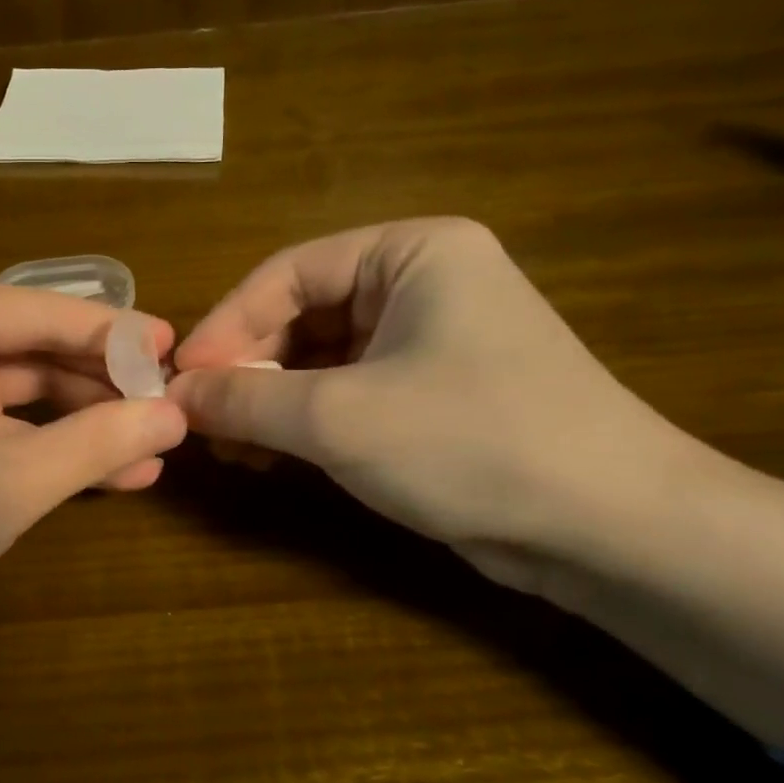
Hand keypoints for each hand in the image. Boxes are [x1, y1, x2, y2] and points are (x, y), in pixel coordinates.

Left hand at [0, 282, 184, 779]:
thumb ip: (97, 443)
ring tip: (155, 445)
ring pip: (19, 389)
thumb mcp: (9, 485)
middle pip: (29, 348)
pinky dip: (45, 443)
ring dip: (82, 420)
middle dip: (100, 383)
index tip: (177, 348)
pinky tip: (111, 468)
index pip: (35, 313)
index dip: (111, 333)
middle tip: (171, 405)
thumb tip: (177, 416)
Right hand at [167, 218, 685, 589]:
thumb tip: (173, 395)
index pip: (288, 273)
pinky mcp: (430, 396)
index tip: (180, 377)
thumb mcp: (339, 418)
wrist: (610, 529)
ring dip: (268, 401)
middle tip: (199, 418)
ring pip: (319, 360)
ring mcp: (428, 342)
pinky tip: (265, 457)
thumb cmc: (471, 442)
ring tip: (225, 444)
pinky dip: (302, 422)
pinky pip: (345, 394)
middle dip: (247, 369)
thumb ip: (246, 399)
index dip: (226, 324)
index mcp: (412, 253)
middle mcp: (421, 285)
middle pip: (301, 316)